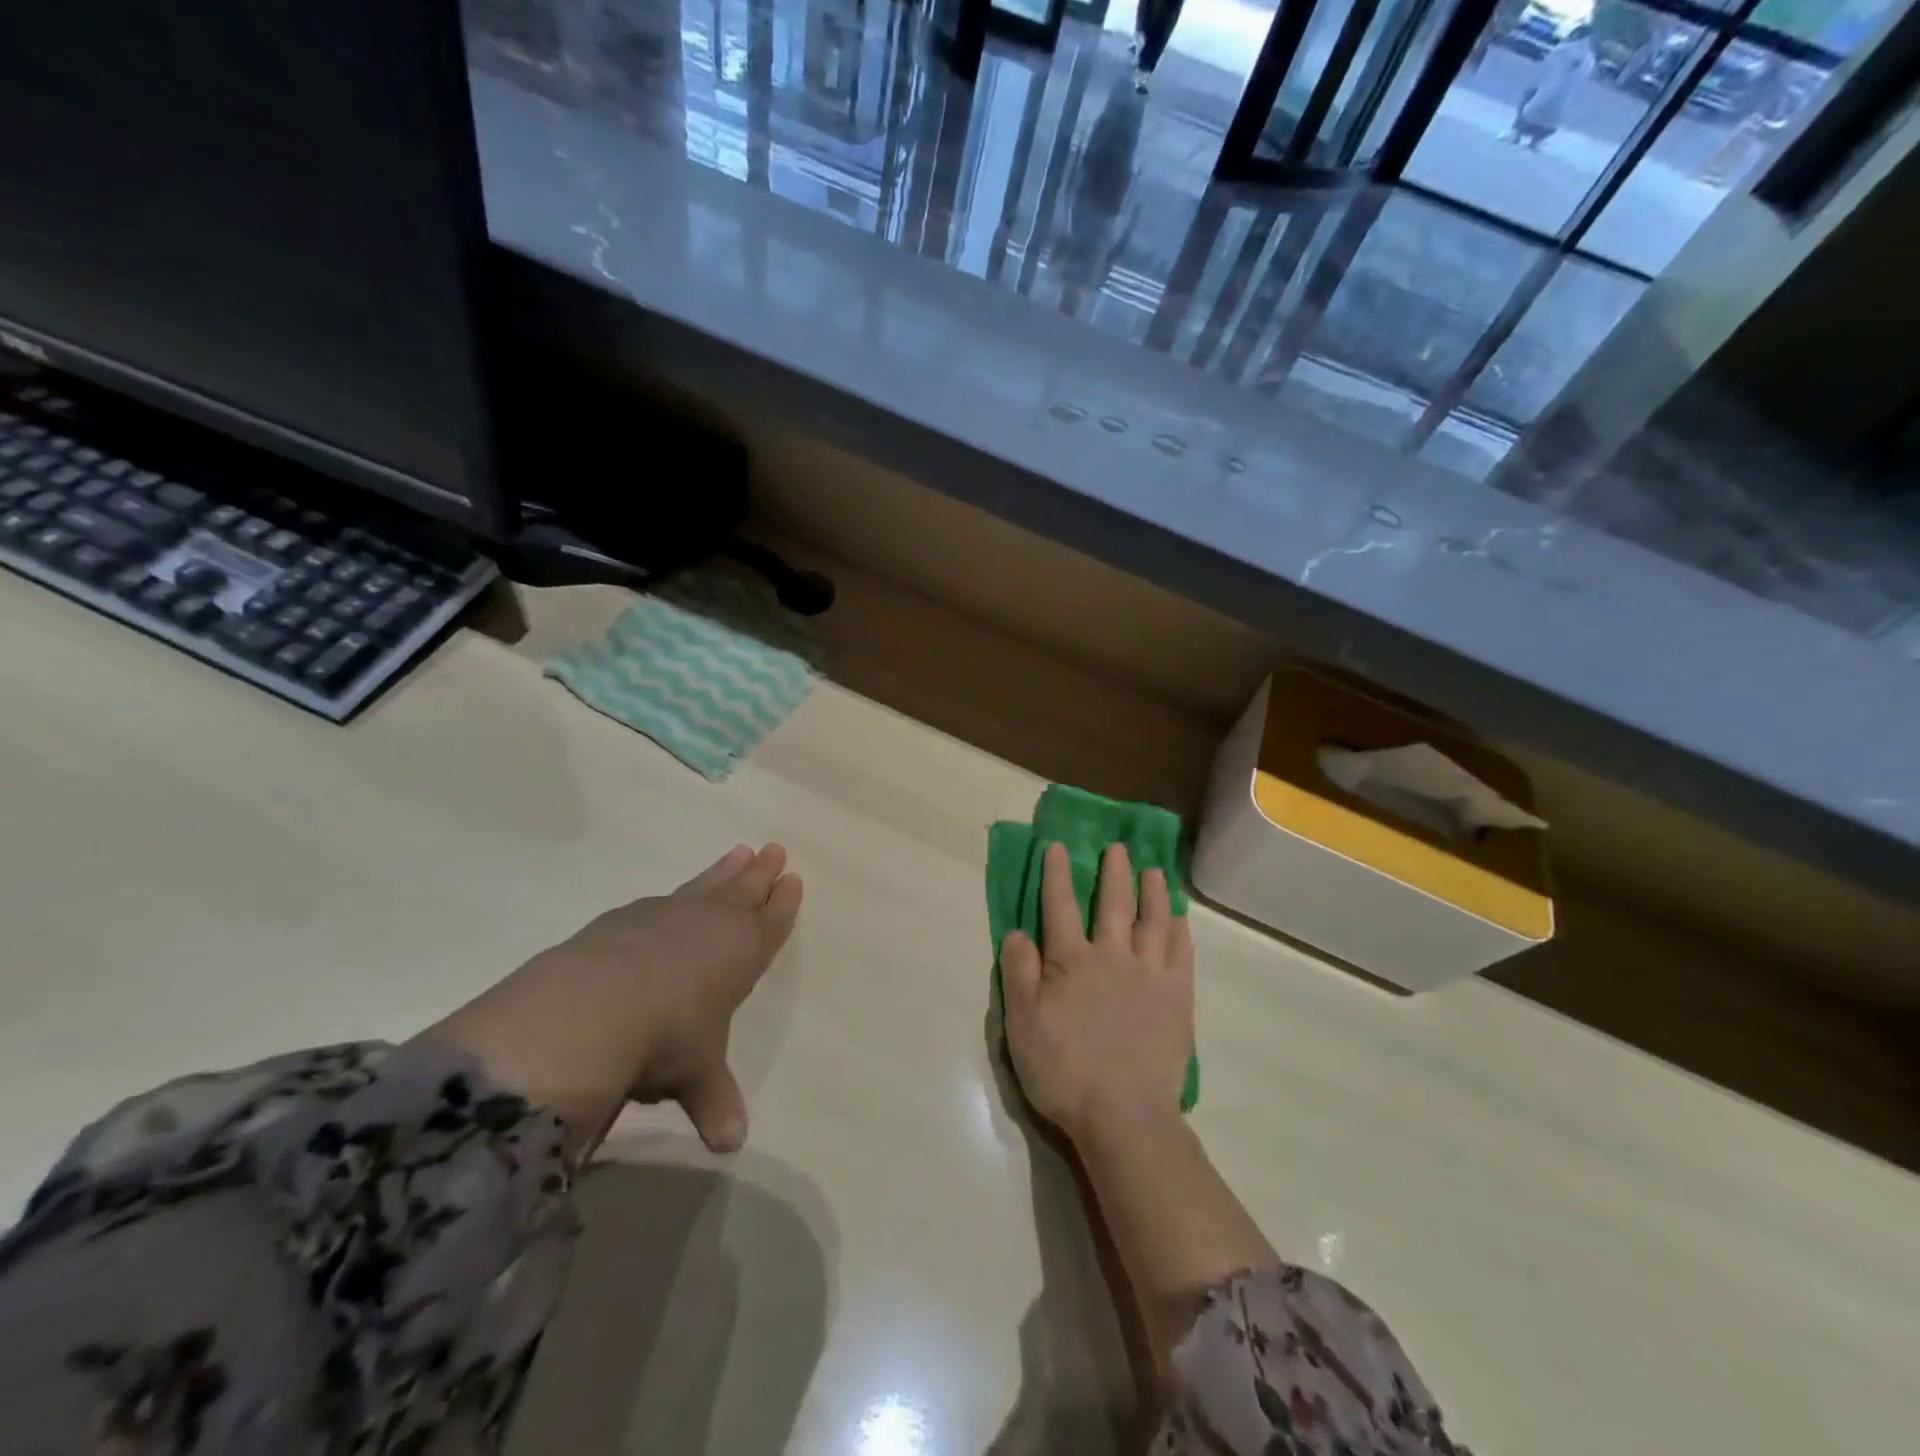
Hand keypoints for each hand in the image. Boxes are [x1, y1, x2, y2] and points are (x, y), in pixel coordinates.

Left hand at [416, 844, 801, 1159]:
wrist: (592, 1009)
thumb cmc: (667, 1039)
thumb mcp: (696, 1075)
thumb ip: (714, 1101)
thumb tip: (729, 1143)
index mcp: (740, 953)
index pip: (770, 922)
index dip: (783, 903)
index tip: (794, 879)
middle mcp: (708, 925)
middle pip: (742, 891)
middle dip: (760, 874)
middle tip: (773, 850)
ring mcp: (665, 916)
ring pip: (705, 886)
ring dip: (723, 872)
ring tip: (737, 852)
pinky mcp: (623, 919)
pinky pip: (662, 900)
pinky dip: (675, 896)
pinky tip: (669, 899)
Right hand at [1000, 841, 1193, 1146]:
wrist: (1124, 1115)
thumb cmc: (1065, 1070)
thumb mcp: (1022, 1024)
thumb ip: (1018, 973)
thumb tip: (1017, 932)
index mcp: (1072, 960)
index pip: (1060, 906)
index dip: (1057, 874)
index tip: (1058, 846)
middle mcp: (1113, 955)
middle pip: (1113, 903)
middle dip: (1113, 872)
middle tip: (1118, 848)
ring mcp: (1150, 974)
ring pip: (1153, 920)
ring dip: (1152, 891)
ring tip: (1154, 869)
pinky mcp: (1177, 997)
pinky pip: (1181, 951)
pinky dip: (1179, 928)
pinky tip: (1179, 917)